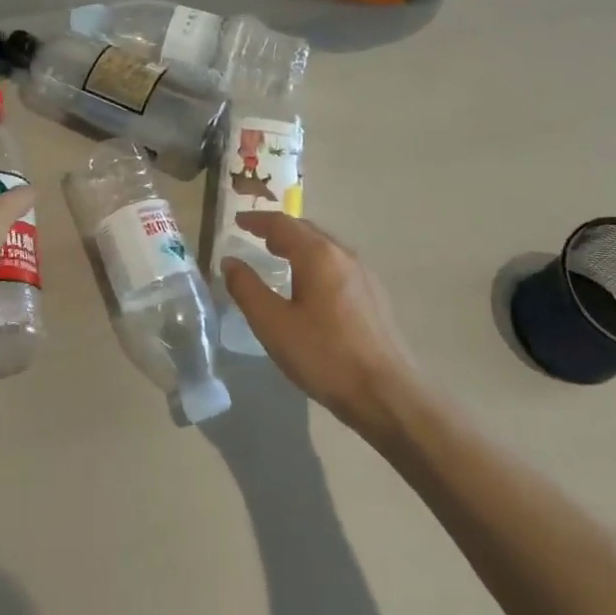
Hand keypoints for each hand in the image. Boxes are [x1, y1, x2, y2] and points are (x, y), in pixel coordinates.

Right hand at [222, 214, 419, 428]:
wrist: (386, 394)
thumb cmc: (323, 355)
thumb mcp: (273, 324)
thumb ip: (247, 288)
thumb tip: (230, 261)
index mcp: (318, 255)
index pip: (282, 224)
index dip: (257, 220)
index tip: (238, 221)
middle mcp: (343, 255)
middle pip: (306, 230)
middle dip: (279, 230)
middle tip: (256, 236)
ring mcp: (363, 275)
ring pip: (325, 247)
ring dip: (299, 245)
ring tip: (280, 256)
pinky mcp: (374, 296)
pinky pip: (338, 265)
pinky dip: (316, 262)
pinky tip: (311, 285)